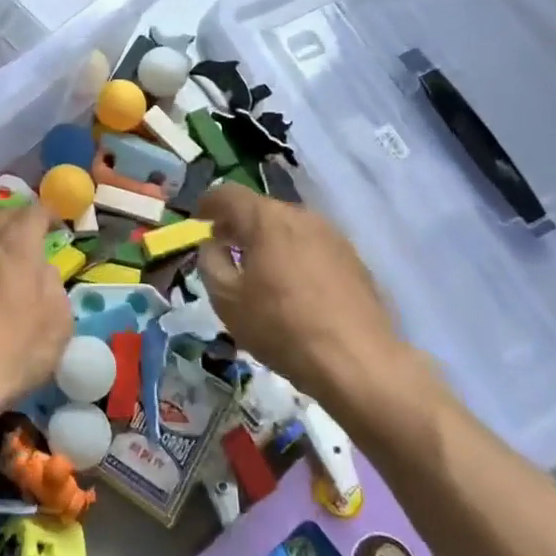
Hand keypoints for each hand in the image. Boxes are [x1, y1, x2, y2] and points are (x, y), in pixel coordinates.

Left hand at [0, 207, 72, 425]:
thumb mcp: (58, 325)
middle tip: (28, 239)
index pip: (34, 212)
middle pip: (0, 216)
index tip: (56, 227)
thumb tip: (42, 270)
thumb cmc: (12, 352)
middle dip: (18, 221)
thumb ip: (53, 287)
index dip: (49, 215)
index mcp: (16, 244)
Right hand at [195, 184, 436, 441]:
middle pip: (261, 209)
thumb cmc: (281, 327)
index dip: (208, 204)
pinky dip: (294, 255)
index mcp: (266, 219)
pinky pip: (312, 246)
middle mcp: (301, 216)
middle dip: (238, 224)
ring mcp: (332, 236)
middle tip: (224, 247)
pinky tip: (292, 286)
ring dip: (268, 240)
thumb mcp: (226, 299)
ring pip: (289, 227)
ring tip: (258, 269)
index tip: (198, 221)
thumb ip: (210, 263)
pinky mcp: (354, 259)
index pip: (228, 194)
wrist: (358, 362)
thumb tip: (213, 245)